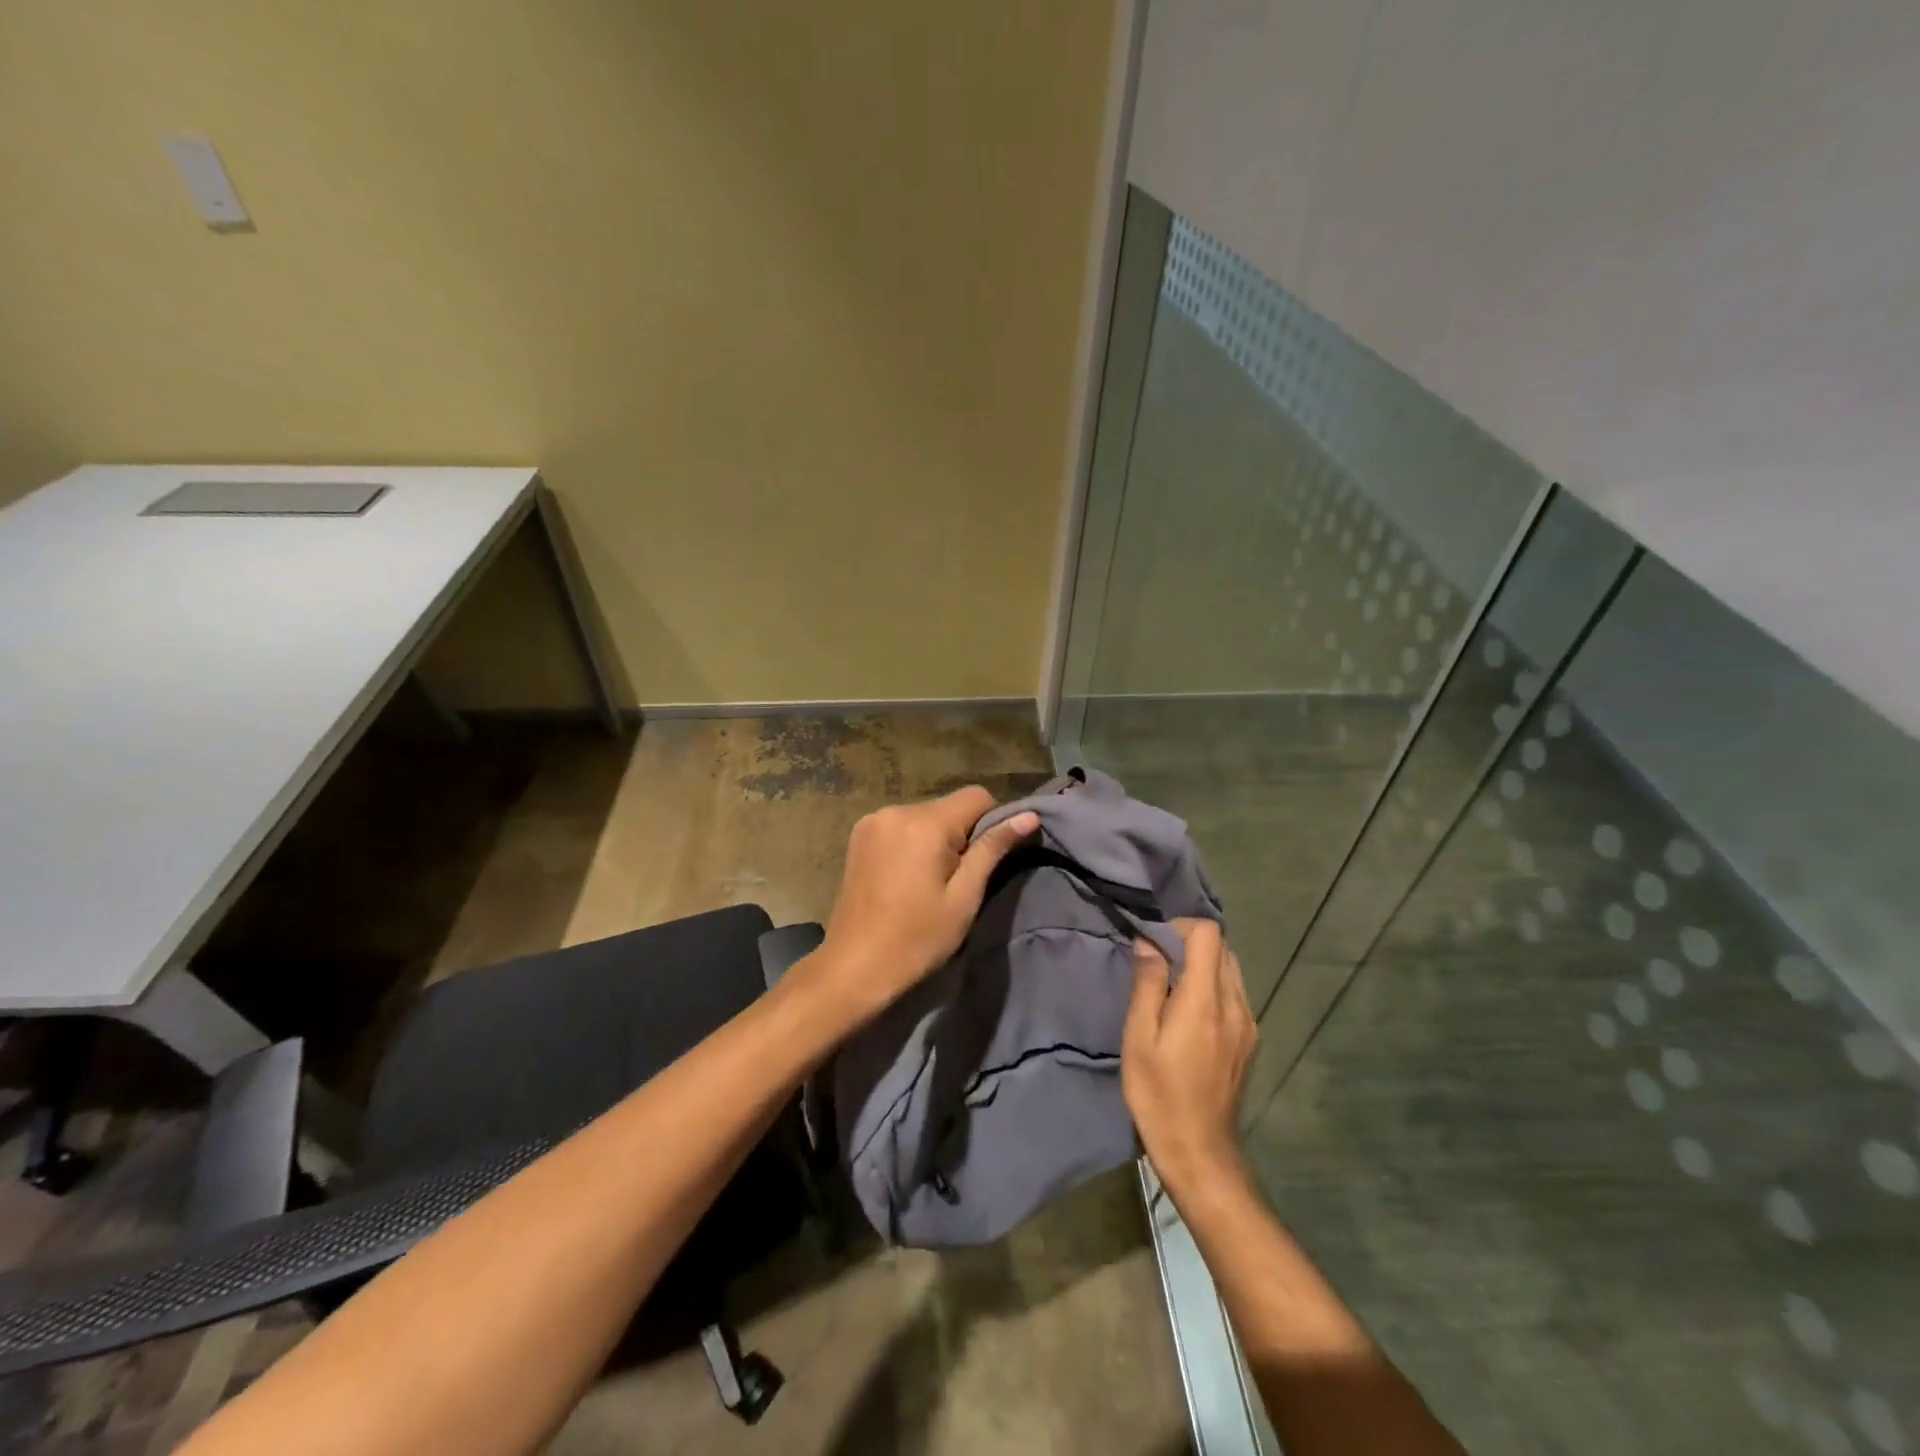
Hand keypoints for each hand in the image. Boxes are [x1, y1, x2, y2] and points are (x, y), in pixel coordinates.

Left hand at [810, 787, 1038, 1017]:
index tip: (983, 861)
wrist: (855, 966)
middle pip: (949, 806)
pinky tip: (906, 877)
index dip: (991, 823)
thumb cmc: (917, 938)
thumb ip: (993, 849)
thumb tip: (1029, 816)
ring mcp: (872, 821)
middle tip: (956, 880)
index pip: (977, 796)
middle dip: (961, 834)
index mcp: (924, 823)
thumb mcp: (964, 896)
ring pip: (925, 816)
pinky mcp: (859, 835)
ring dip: (936, 839)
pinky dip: (912, 842)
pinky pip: (901, 825)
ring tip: (928, 882)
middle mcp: (896, 810)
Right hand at [1122, 918, 1258, 1195]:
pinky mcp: (1250, 1040)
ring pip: (1232, 969)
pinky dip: (1213, 986)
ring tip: (1171, 987)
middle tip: (1158, 963)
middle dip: (1190, 943)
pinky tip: (1189, 1013)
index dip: (1180, 927)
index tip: (1154, 943)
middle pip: (1223, 948)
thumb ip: (1148, 984)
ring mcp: (1248, 1024)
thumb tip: (1149, 943)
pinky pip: (1235, 993)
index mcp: (1206, 1000)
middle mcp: (1235, 1005)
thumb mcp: (1139, 1038)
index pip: (1209, 934)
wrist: (1200, 1152)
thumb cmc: (1160, 1094)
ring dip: (1203, 964)